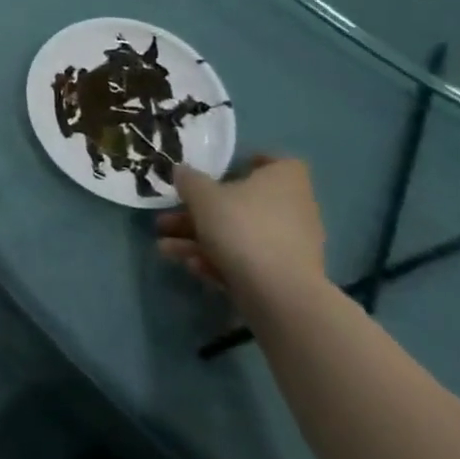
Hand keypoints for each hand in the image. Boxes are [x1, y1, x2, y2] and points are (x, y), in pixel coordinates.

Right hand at [156, 154, 326, 307]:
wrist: (280, 295)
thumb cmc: (243, 228)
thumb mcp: (203, 196)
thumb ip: (189, 180)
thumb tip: (181, 171)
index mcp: (283, 181)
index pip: (276, 163)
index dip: (252, 164)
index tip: (223, 171)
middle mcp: (294, 210)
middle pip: (243, 203)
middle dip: (201, 212)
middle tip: (169, 219)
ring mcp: (290, 246)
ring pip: (239, 234)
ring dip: (200, 239)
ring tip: (166, 248)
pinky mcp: (284, 277)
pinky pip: (247, 260)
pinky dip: (220, 261)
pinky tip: (193, 267)